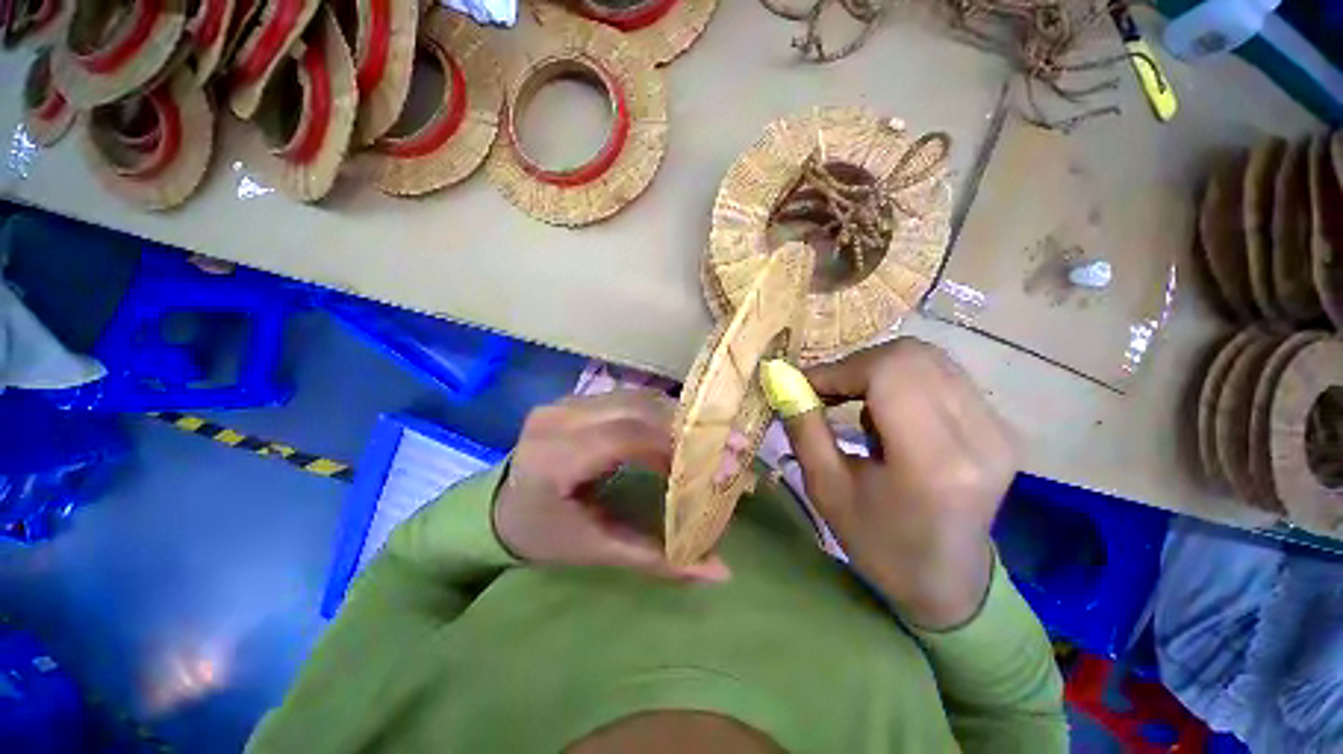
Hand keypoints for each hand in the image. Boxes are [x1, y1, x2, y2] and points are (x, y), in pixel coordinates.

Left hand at [494, 390, 730, 582]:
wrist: (499, 509)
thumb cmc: (545, 535)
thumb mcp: (596, 550)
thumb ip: (657, 558)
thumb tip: (720, 572)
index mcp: (554, 458)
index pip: (627, 436)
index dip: (676, 446)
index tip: (716, 465)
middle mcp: (558, 419)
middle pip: (637, 409)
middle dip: (685, 428)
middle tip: (724, 449)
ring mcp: (565, 403)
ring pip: (636, 398)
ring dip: (675, 418)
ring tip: (705, 441)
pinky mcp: (574, 400)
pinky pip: (627, 398)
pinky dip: (658, 414)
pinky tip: (675, 432)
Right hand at [782, 339, 1017, 628]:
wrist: (947, 581)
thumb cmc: (877, 543)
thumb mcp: (826, 488)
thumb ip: (803, 426)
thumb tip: (781, 379)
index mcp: (933, 461)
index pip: (888, 373)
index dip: (838, 369)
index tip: (805, 386)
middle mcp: (979, 436)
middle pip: (911, 356)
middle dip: (856, 365)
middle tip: (828, 392)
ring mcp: (998, 428)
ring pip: (928, 358)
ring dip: (878, 370)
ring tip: (855, 401)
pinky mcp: (1001, 426)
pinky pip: (942, 375)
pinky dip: (902, 379)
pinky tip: (889, 411)